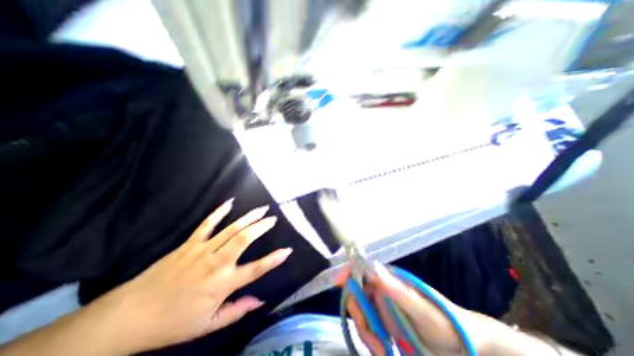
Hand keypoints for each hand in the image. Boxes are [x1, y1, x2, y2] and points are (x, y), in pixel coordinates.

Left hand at [93, 199, 291, 353]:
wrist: (127, 317)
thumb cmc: (172, 324)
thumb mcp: (208, 325)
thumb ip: (237, 311)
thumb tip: (261, 301)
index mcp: (222, 284)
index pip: (255, 269)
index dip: (273, 259)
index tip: (287, 250)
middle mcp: (215, 263)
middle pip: (243, 239)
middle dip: (261, 227)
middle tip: (273, 218)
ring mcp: (201, 250)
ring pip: (230, 229)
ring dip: (249, 217)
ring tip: (262, 208)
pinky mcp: (189, 244)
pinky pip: (207, 224)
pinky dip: (219, 212)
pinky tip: (230, 202)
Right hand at [340, 264, 497, 354]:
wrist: (464, 346)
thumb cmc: (445, 322)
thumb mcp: (423, 311)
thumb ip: (399, 291)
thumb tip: (375, 269)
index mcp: (389, 280)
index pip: (363, 271)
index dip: (348, 273)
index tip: (336, 281)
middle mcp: (382, 290)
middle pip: (357, 294)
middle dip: (359, 316)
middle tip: (373, 341)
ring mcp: (381, 306)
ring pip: (360, 313)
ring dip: (365, 332)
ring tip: (382, 351)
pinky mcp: (383, 322)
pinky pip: (367, 327)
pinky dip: (370, 340)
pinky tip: (382, 352)